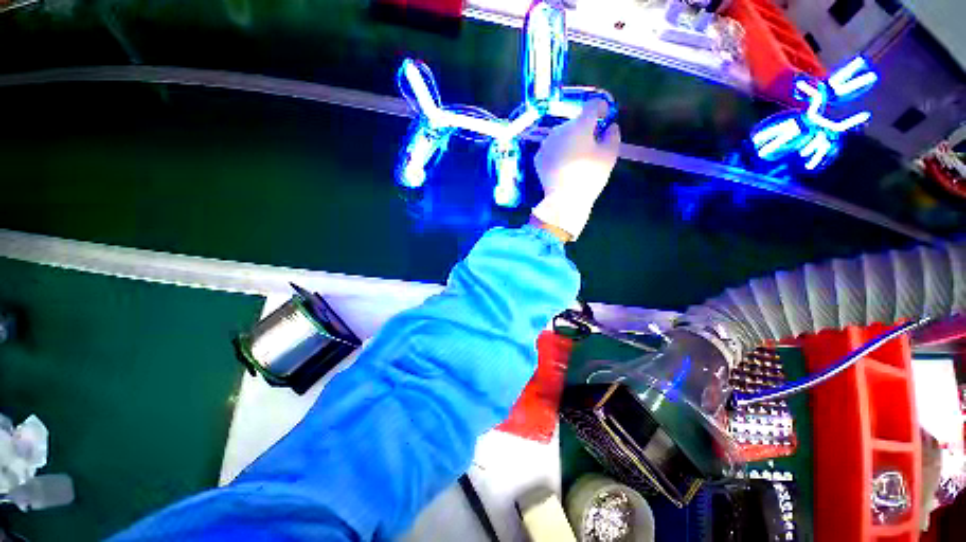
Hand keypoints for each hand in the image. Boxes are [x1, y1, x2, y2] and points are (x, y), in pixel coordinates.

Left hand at [532, 99, 619, 239]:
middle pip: (576, 122)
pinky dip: (558, 151)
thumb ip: (612, 135)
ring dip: (570, 140)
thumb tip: (610, 126)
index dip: (601, 107)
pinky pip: (552, 148)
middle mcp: (560, 129)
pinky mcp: (538, 157)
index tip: (605, 116)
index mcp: (579, 125)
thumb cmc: (589, 176)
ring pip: (562, 135)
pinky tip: (563, 164)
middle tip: (592, 143)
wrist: (563, 199)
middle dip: (585, 128)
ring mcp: (546, 143)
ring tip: (576, 156)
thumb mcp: (609, 155)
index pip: (592, 104)